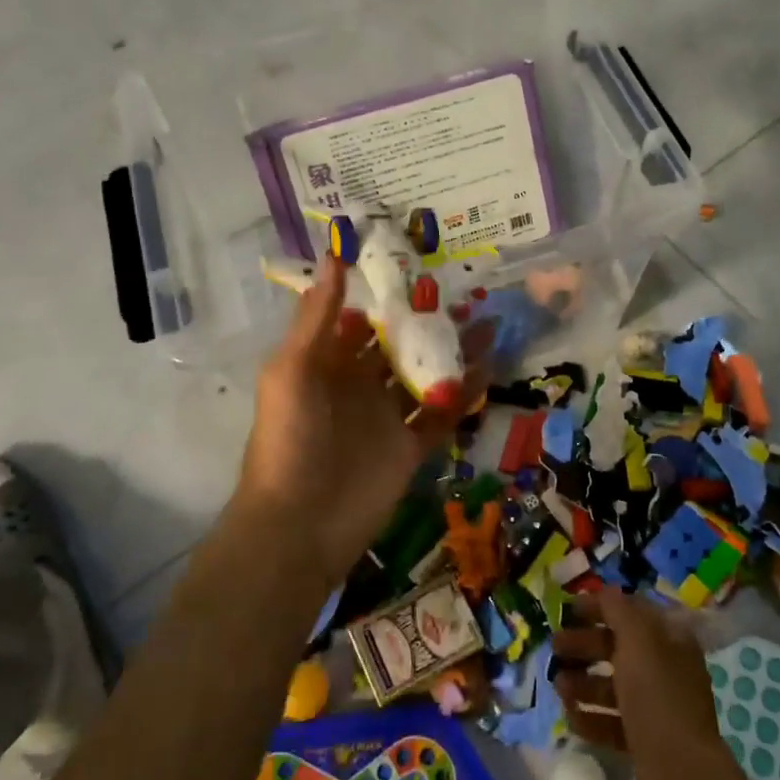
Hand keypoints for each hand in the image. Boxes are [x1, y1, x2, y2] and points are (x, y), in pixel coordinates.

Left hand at [234, 254, 489, 585]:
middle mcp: (359, 385)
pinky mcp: (410, 447)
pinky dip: (464, 392)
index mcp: (328, 363)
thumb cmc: (290, 439)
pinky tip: (490, 368)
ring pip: (426, 374)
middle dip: (429, 320)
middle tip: (466, 293)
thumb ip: (318, 315)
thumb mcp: (293, 368)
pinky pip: (441, 413)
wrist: (300, 525)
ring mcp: (387, 417)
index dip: (386, 294)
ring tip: (489, 323)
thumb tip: (335, 254)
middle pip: (400, 344)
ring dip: (454, 351)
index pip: (361, 319)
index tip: (420, 264)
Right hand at [554, 590, 739, 779]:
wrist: (680, 777)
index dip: (600, 607)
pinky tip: (570, 717)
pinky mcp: (646, 745)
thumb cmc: (657, 696)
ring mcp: (657, 710)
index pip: (632, 612)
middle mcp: (666, 670)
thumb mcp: (638, 639)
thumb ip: (618, 609)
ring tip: (558, 686)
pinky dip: (590, 717)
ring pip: (613, 687)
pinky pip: (612, 723)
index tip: (568, 611)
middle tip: (554, 649)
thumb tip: (605, 591)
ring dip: (583, 683)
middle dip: (584, 646)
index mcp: (671, 640)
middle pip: (619, 649)